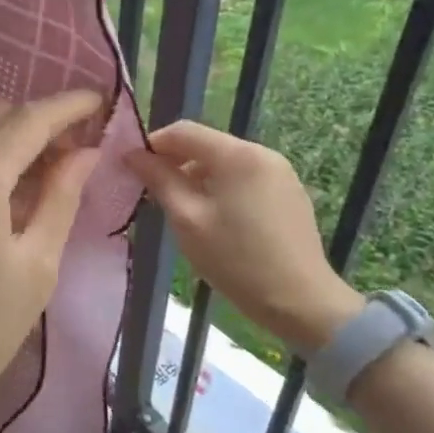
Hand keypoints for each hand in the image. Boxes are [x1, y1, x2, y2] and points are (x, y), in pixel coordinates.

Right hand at [125, 122, 363, 354]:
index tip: (133, 169)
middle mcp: (262, 153)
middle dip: (175, 162)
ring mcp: (280, 172)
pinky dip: (221, 186)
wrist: (301, 302)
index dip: (153, 144)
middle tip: (153, 192)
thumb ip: (159, 179)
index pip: (183, 131)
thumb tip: (133, 154)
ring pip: (224, 161)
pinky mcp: (289, 192)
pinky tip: (215, 218)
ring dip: (197, 176)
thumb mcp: (187, 219)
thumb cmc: (236, 259)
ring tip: (182, 209)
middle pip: (206, 144)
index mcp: (237, 155)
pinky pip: (244, 177)